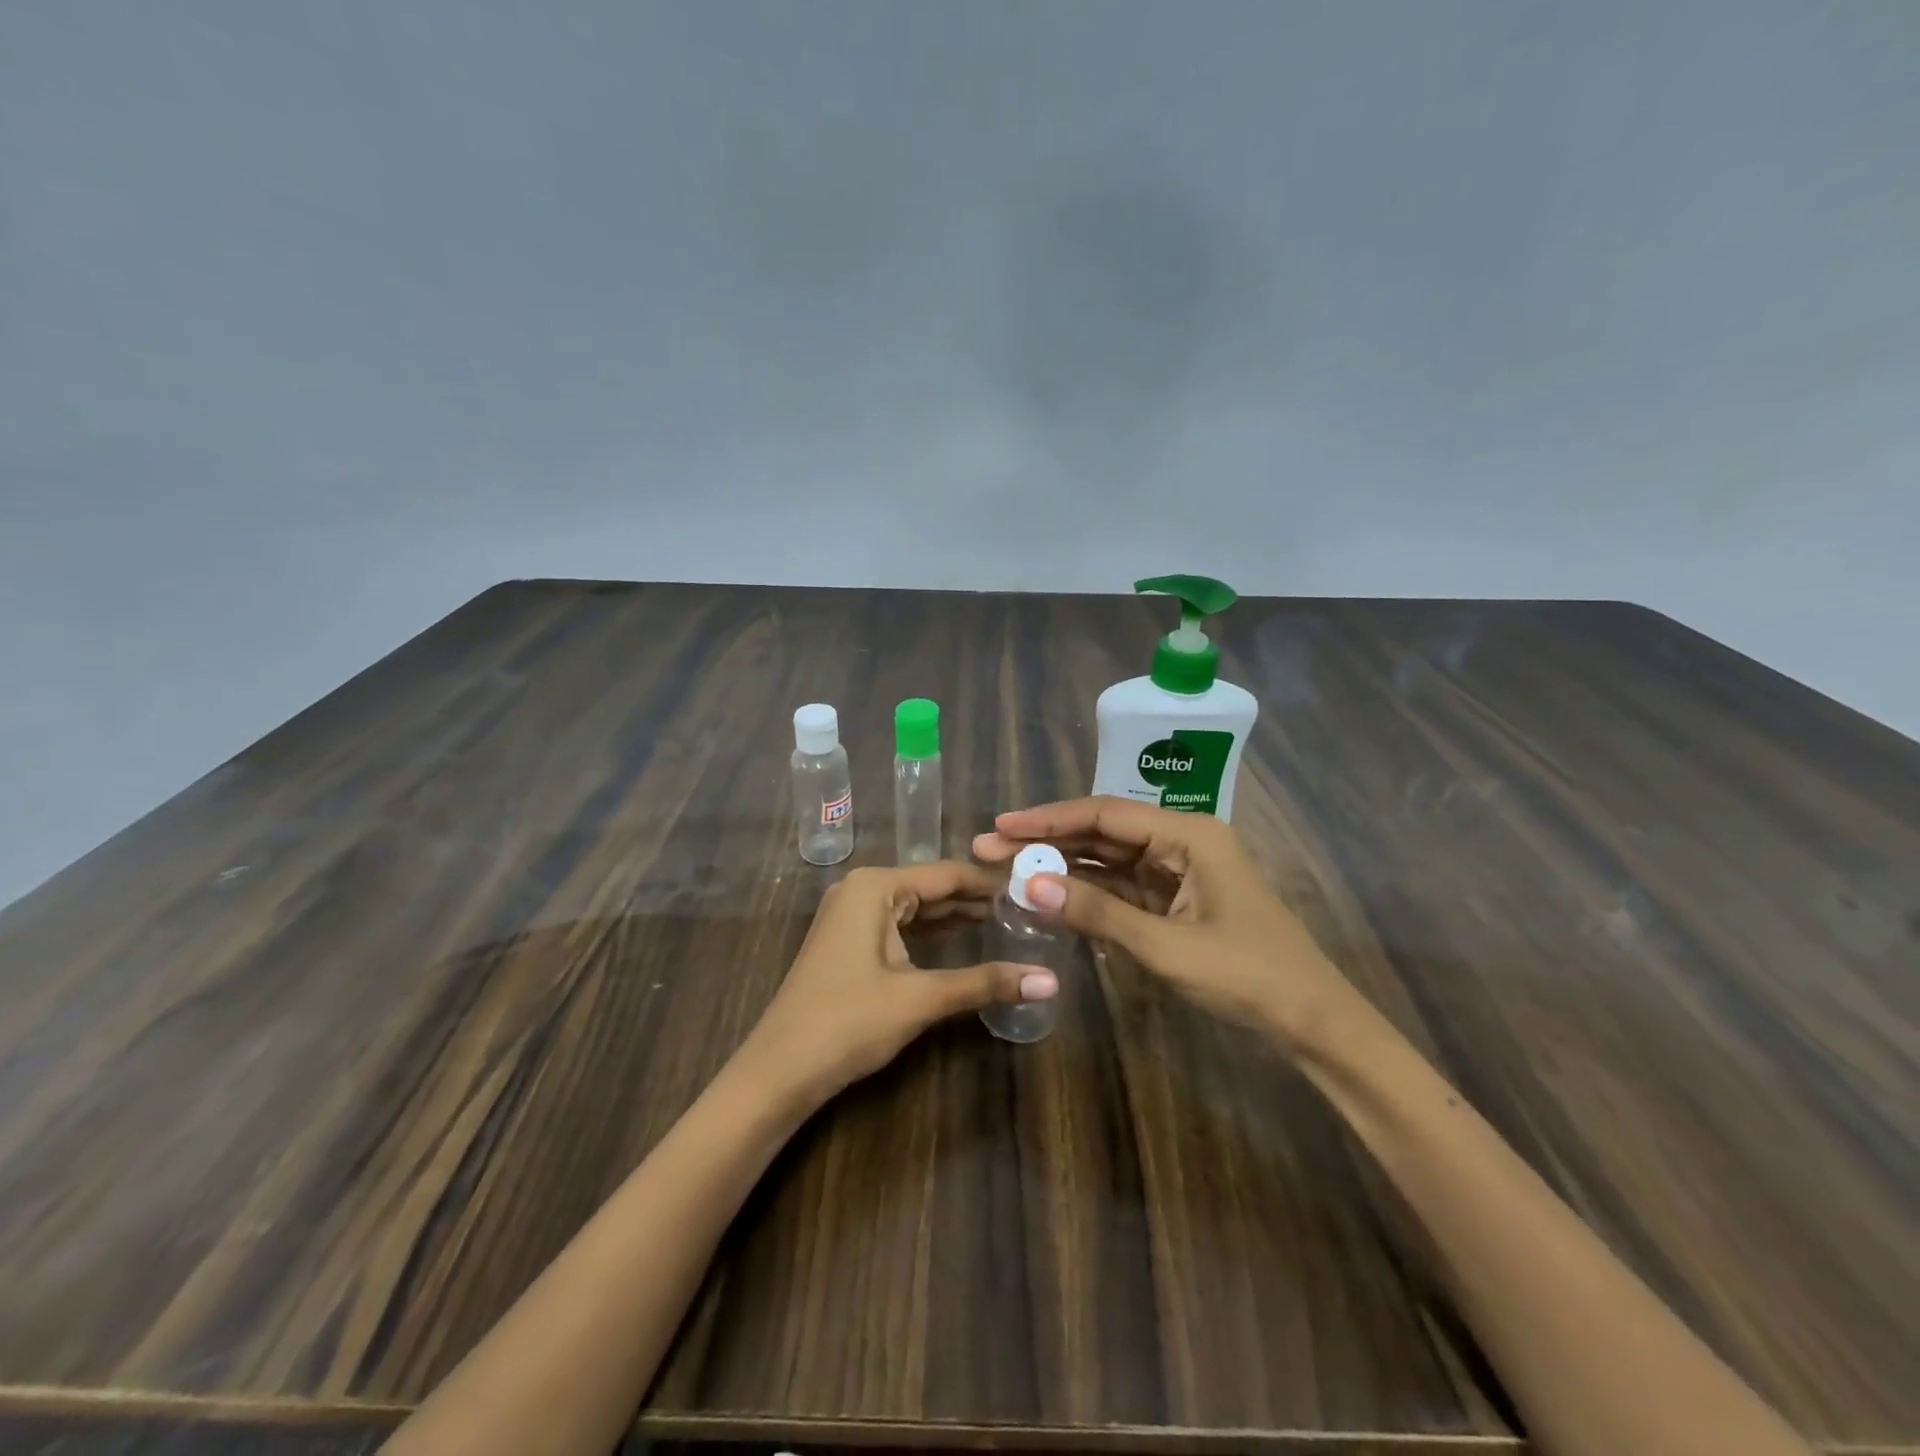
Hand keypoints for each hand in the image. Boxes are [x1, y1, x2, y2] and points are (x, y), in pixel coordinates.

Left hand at [744, 862, 1055, 1102]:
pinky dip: (932, 932)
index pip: (948, 874)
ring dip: (958, 916)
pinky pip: (900, 924)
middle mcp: (863, 889)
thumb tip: (1051, 981)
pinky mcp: (849, 941)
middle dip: (978, 898)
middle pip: (933, 887)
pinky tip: (965, 939)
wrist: (779, 1071)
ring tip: (1010, 920)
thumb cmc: (848, 1023)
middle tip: (1031, 907)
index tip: (1036, 888)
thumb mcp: (920, 999)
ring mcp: (852, 915)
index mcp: (876, 886)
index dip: (992, 883)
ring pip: (917, 907)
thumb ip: (984, 983)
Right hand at [973, 797, 1351, 1049]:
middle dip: (1047, 840)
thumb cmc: (1246, 975)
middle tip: (991, 848)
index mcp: (1188, 833)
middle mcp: (1182, 841)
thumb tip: (1028, 884)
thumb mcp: (1165, 945)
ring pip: (1109, 859)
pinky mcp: (1176, 901)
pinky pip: (1122, 887)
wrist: (1312, 1021)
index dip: (1048, 819)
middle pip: (1102, 832)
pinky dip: (1087, 892)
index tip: (1001, 826)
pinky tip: (1051, 894)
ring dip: (1063, 865)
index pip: (1104, 814)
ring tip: (1010, 869)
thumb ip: (1095, 912)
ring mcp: (1179, 871)